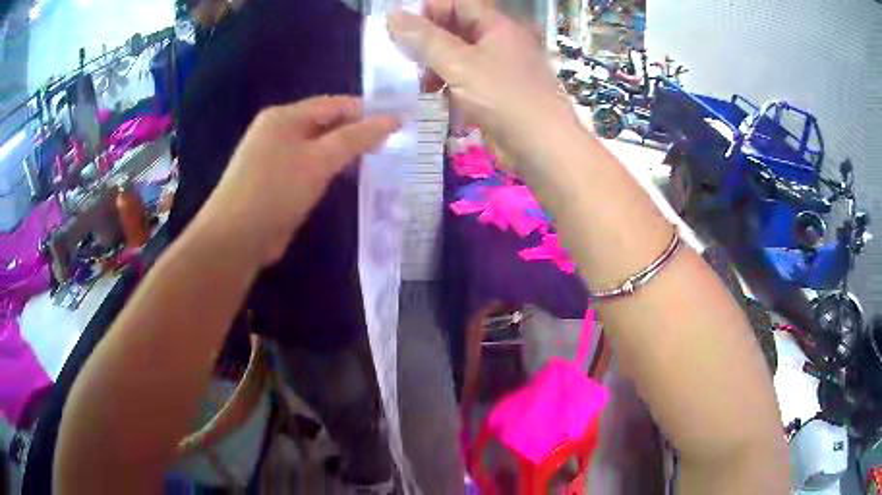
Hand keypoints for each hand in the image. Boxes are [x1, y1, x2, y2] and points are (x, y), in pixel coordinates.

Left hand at [198, 96, 397, 266]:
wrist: (236, 238)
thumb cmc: (276, 191)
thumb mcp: (319, 160)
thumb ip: (356, 138)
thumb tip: (393, 119)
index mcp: (285, 116)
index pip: (334, 104)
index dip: (367, 112)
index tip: (398, 124)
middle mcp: (278, 130)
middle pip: (326, 124)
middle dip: (356, 133)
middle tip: (391, 146)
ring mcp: (274, 156)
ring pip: (318, 147)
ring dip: (344, 153)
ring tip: (376, 162)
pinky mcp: (276, 180)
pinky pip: (309, 166)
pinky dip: (328, 170)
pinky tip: (347, 179)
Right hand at [389, 0, 578, 171]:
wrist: (544, 147)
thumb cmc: (505, 98)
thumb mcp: (459, 64)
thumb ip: (424, 39)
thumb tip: (393, 15)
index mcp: (497, 26)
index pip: (458, 4)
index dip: (428, 10)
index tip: (400, 28)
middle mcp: (500, 42)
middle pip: (457, 29)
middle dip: (428, 41)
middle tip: (402, 57)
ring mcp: (501, 69)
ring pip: (459, 57)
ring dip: (435, 66)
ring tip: (415, 82)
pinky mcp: (498, 94)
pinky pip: (467, 80)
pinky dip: (448, 85)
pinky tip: (434, 98)